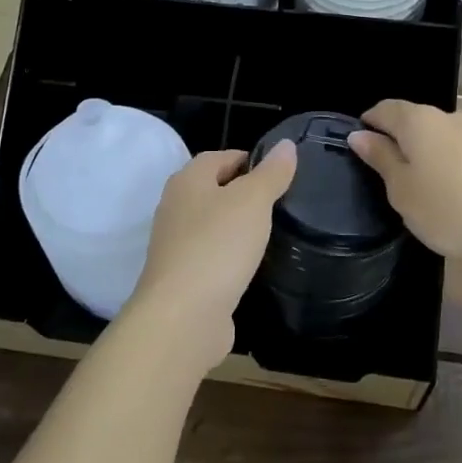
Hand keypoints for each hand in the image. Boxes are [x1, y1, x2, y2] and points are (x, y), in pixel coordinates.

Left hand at [121, 142, 296, 376]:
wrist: (183, 317)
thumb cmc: (218, 246)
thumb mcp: (253, 201)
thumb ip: (271, 173)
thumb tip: (286, 145)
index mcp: (187, 181)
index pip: (219, 157)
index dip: (249, 159)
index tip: (280, 172)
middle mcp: (175, 208)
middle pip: (213, 190)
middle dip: (244, 193)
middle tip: (281, 201)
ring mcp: (176, 246)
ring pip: (212, 225)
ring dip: (237, 227)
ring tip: (272, 232)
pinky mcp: (183, 279)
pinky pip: (212, 257)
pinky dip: (231, 257)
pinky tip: (252, 266)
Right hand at [348, 102, 461, 268]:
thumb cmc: (447, 213)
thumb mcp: (401, 190)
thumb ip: (380, 158)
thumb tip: (359, 133)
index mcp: (418, 122)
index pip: (385, 109)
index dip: (370, 122)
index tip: (361, 143)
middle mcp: (450, 116)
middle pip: (417, 117)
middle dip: (402, 134)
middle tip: (393, 168)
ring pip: (452, 124)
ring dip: (439, 139)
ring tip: (435, 168)